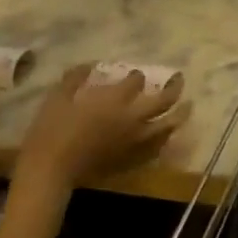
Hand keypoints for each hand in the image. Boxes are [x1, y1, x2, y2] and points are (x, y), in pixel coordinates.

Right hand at [13, 64, 186, 200]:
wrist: (51, 171)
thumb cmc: (50, 132)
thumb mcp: (57, 99)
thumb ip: (74, 79)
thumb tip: (88, 65)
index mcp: (115, 100)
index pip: (136, 81)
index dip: (137, 76)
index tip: (135, 75)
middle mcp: (133, 118)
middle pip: (165, 100)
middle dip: (174, 87)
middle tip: (179, 80)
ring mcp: (136, 140)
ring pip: (169, 125)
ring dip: (180, 114)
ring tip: (187, 107)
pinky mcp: (133, 159)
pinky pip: (157, 147)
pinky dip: (165, 138)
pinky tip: (166, 136)